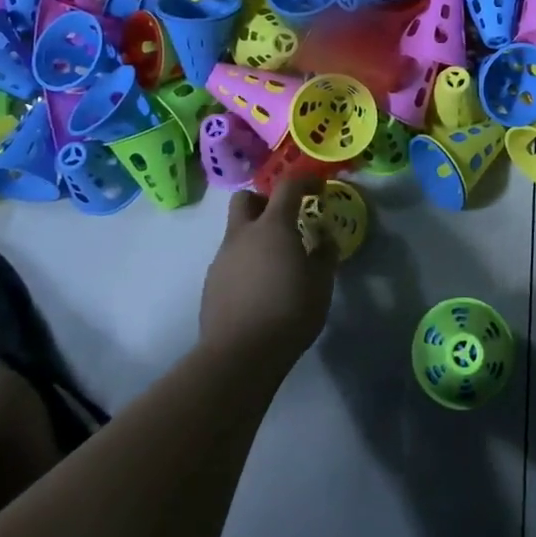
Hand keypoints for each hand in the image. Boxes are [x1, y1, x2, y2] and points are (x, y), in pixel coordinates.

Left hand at [199, 177, 338, 366]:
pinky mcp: (210, 283)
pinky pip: (230, 260)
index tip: (318, 188)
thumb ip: (325, 254)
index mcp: (273, 226)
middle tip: (284, 221)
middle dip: (264, 202)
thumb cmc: (289, 312)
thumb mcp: (322, 283)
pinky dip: (245, 263)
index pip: (288, 186)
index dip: (305, 181)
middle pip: (246, 199)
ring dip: (255, 237)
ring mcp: (222, 258)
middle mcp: (242, 234)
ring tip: (275, 265)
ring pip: (236, 232)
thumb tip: (324, 237)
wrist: (239, 355)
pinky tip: (258, 289)